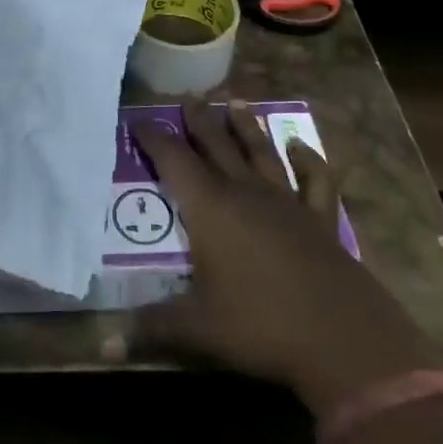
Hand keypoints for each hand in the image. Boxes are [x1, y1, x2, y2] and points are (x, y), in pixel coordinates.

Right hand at [129, 100, 442, 415]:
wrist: (342, 338)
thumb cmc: (260, 325)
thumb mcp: (198, 329)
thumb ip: (150, 328)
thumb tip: (100, 346)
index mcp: (210, 208)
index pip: (174, 161)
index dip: (154, 140)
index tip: (137, 122)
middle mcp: (245, 193)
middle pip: (217, 145)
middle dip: (199, 121)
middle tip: (189, 97)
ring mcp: (286, 202)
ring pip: (261, 152)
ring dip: (246, 126)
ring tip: (235, 100)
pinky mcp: (319, 219)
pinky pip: (314, 179)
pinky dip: (308, 159)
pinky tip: (300, 146)